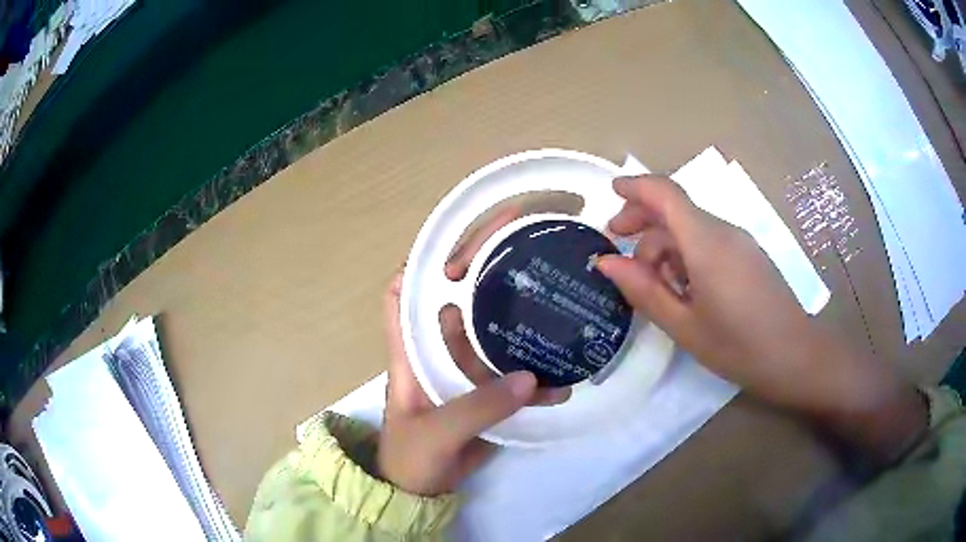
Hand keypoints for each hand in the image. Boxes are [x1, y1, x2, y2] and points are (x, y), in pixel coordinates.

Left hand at [378, 208, 568, 495]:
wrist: (423, 493)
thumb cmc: (411, 458)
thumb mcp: (435, 433)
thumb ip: (477, 408)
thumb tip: (530, 379)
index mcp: (410, 352)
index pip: (402, 294)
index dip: (420, 263)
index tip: (455, 241)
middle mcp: (435, 353)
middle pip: (453, 300)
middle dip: (480, 269)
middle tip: (519, 241)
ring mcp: (461, 372)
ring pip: (488, 332)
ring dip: (515, 317)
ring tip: (551, 293)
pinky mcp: (484, 394)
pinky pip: (510, 374)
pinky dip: (535, 375)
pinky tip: (562, 377)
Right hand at [597, 176, 926, 465]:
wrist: (797, 358)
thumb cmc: (739, 347)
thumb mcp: (684, 326)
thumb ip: (644, 290)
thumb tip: (606, 262)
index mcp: (707, 243)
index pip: (666, 193)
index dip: (635, 186)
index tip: (610, 192)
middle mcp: (724, 231)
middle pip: (676, 209)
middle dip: (643, 222)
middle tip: (619, 252)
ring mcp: (740, 242)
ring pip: (692, 229)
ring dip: (664, 248)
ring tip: (654, 289)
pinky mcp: (748, 256)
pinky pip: (709, 243)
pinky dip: (686, 257)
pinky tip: (684, 291)